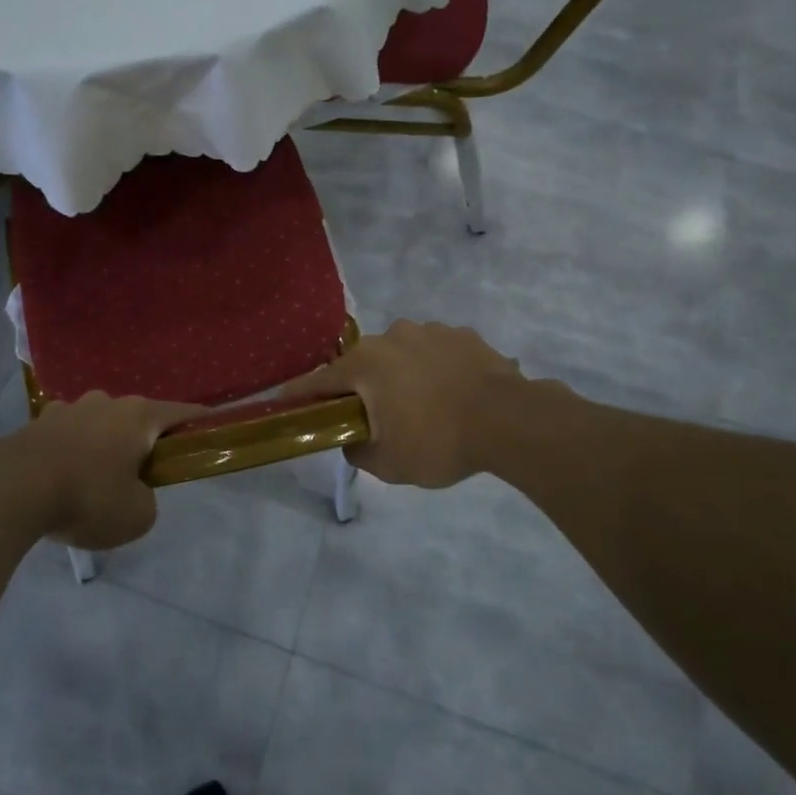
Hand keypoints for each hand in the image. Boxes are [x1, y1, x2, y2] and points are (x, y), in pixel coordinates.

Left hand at [18, 393, 200, 549]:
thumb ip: (147, 500)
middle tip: (141, 474)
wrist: (12, 489)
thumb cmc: (87, 497)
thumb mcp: (137, 515)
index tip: (210, 429)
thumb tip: (133, 492)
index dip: (199, 422)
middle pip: (136, 418)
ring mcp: (68, 408)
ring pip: (98, 424)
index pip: (181, 413)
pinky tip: (61, 477)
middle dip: (142, 441)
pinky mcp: (37, 422)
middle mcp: (106, 402)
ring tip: (95, 478)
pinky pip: (66, 435)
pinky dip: (71, 451)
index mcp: (139, 416)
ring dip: (103, 444)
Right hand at [281, 320, 528, 487]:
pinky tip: (451, 392)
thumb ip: (358, 450)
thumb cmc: (439, 441)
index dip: (300, 393)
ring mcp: (429, 331)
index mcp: (365, 365)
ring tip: (423, 404)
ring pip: (400, 354)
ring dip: (401, 374)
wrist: (510, 420)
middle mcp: (390, 337)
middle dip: (362, 386)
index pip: (319, 380)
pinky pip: (435, 351)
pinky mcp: (461, 334)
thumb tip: (352, 438)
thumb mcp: (389, 463)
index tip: (285, 399)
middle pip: (363, 364)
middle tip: (374, 414)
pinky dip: (434, 368)